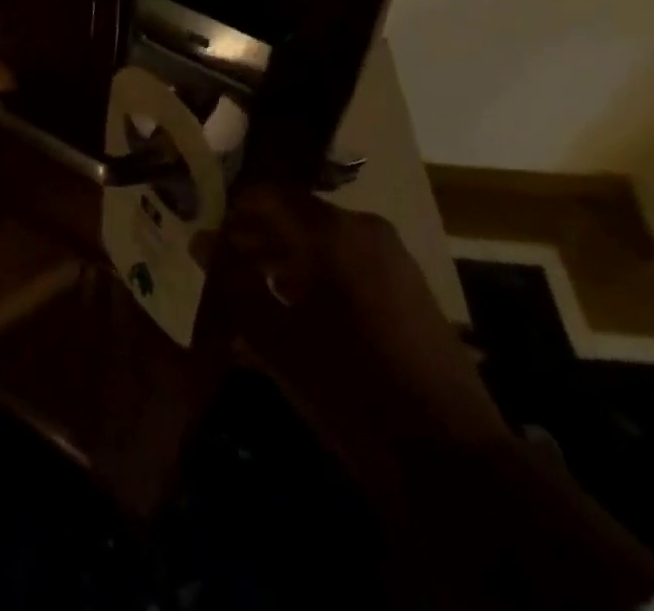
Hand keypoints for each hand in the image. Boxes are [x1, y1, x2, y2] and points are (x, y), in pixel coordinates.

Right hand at [224, 183, 508, 450]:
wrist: (452, 459)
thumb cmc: (349, 387)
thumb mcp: (275, 337)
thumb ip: (232, 282)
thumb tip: (201, 241)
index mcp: (330, 230)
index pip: (266, 194)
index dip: (232, 212)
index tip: (208, 241)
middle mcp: (363, 229)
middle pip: (294, 216)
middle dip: (256, 240)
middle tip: (224, 273)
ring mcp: (392, 257)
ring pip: (322, 241)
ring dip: (285, 261)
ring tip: (255, 299)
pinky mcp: (409, 288)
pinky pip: (349, 263)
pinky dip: (317, 277)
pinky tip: (298, 318)